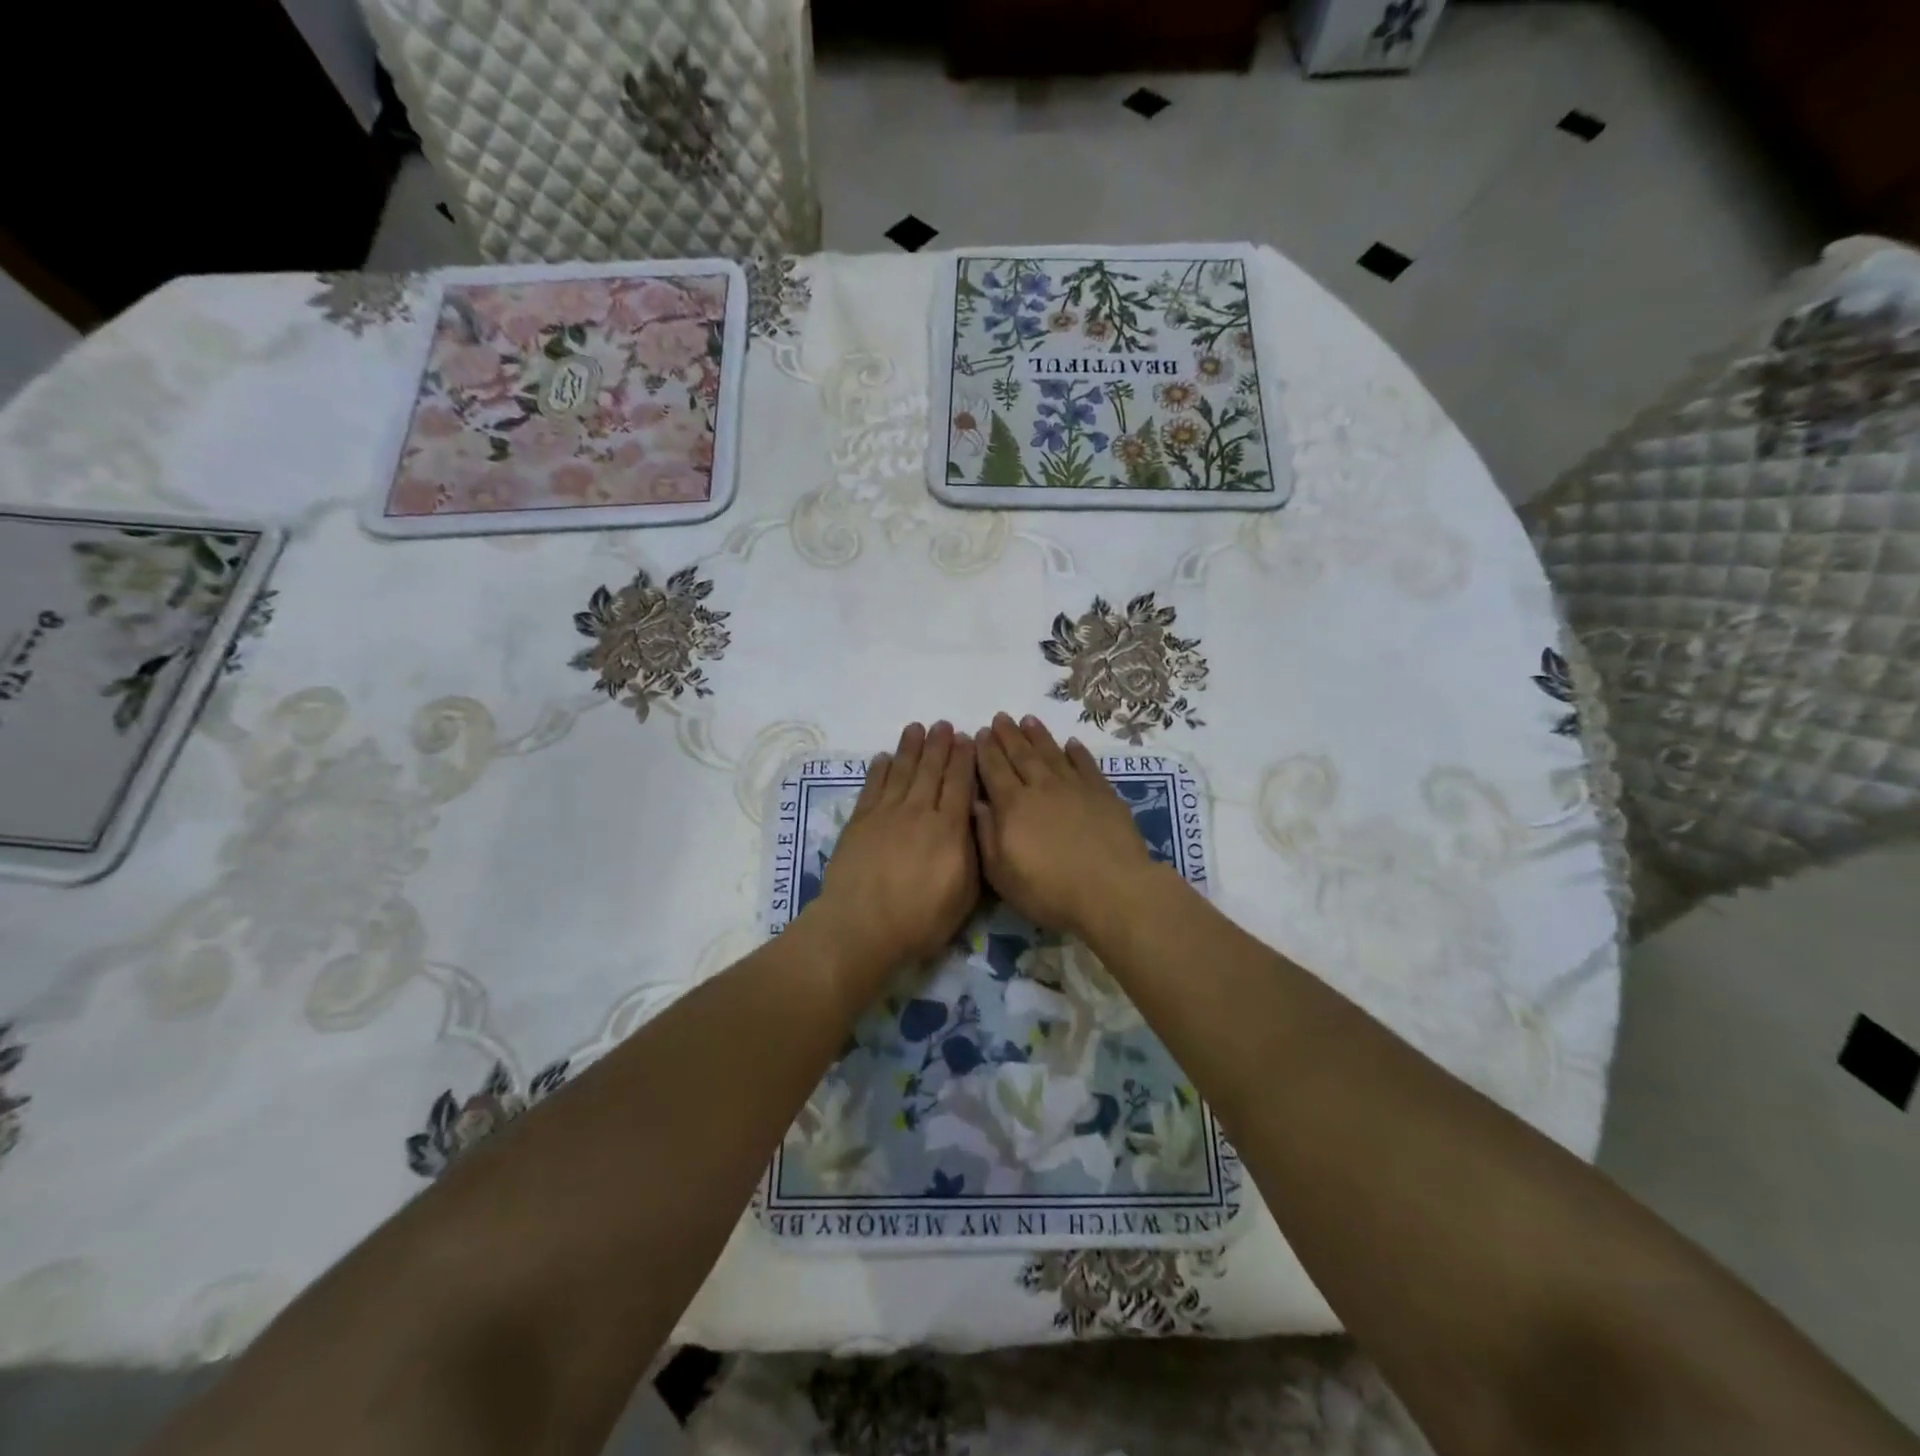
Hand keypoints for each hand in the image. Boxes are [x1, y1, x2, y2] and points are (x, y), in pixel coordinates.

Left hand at [805, 722, 979, 986]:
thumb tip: (976, 821)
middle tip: (943, 725)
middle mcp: (919, 812)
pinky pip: (873, 787)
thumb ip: (973, 854)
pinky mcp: (860, 821)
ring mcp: (886, 814)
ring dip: (911, 748)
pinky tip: (885, 757)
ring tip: (917, 728)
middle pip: (931, 770)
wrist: (861, 927)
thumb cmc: (920, 920)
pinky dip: (880, 769)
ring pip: (902, 771)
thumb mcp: (964, 896)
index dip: (964, 759)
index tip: (967, 739)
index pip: (960, 784)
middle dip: (939, 745)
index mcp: (949, 829)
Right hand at [973, 713, 1157, 940]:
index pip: (994, 770)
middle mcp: (1041, 787)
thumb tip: (976, 802)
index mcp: (1013, 806)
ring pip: (1052, 753)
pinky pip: (1086, 765)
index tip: (979, 733)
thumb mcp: (1002, 873)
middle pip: (1021, 755)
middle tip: (1000, 717)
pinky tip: (1071, 743)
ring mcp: (1075, 787)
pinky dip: (1077, 752)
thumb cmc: (1050, 890)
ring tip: (1028, 719)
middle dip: (1008, 735)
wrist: (1112, 890)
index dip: (985, 750)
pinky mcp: (1103, 794)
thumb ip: (987, 835)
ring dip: (1038, 735)